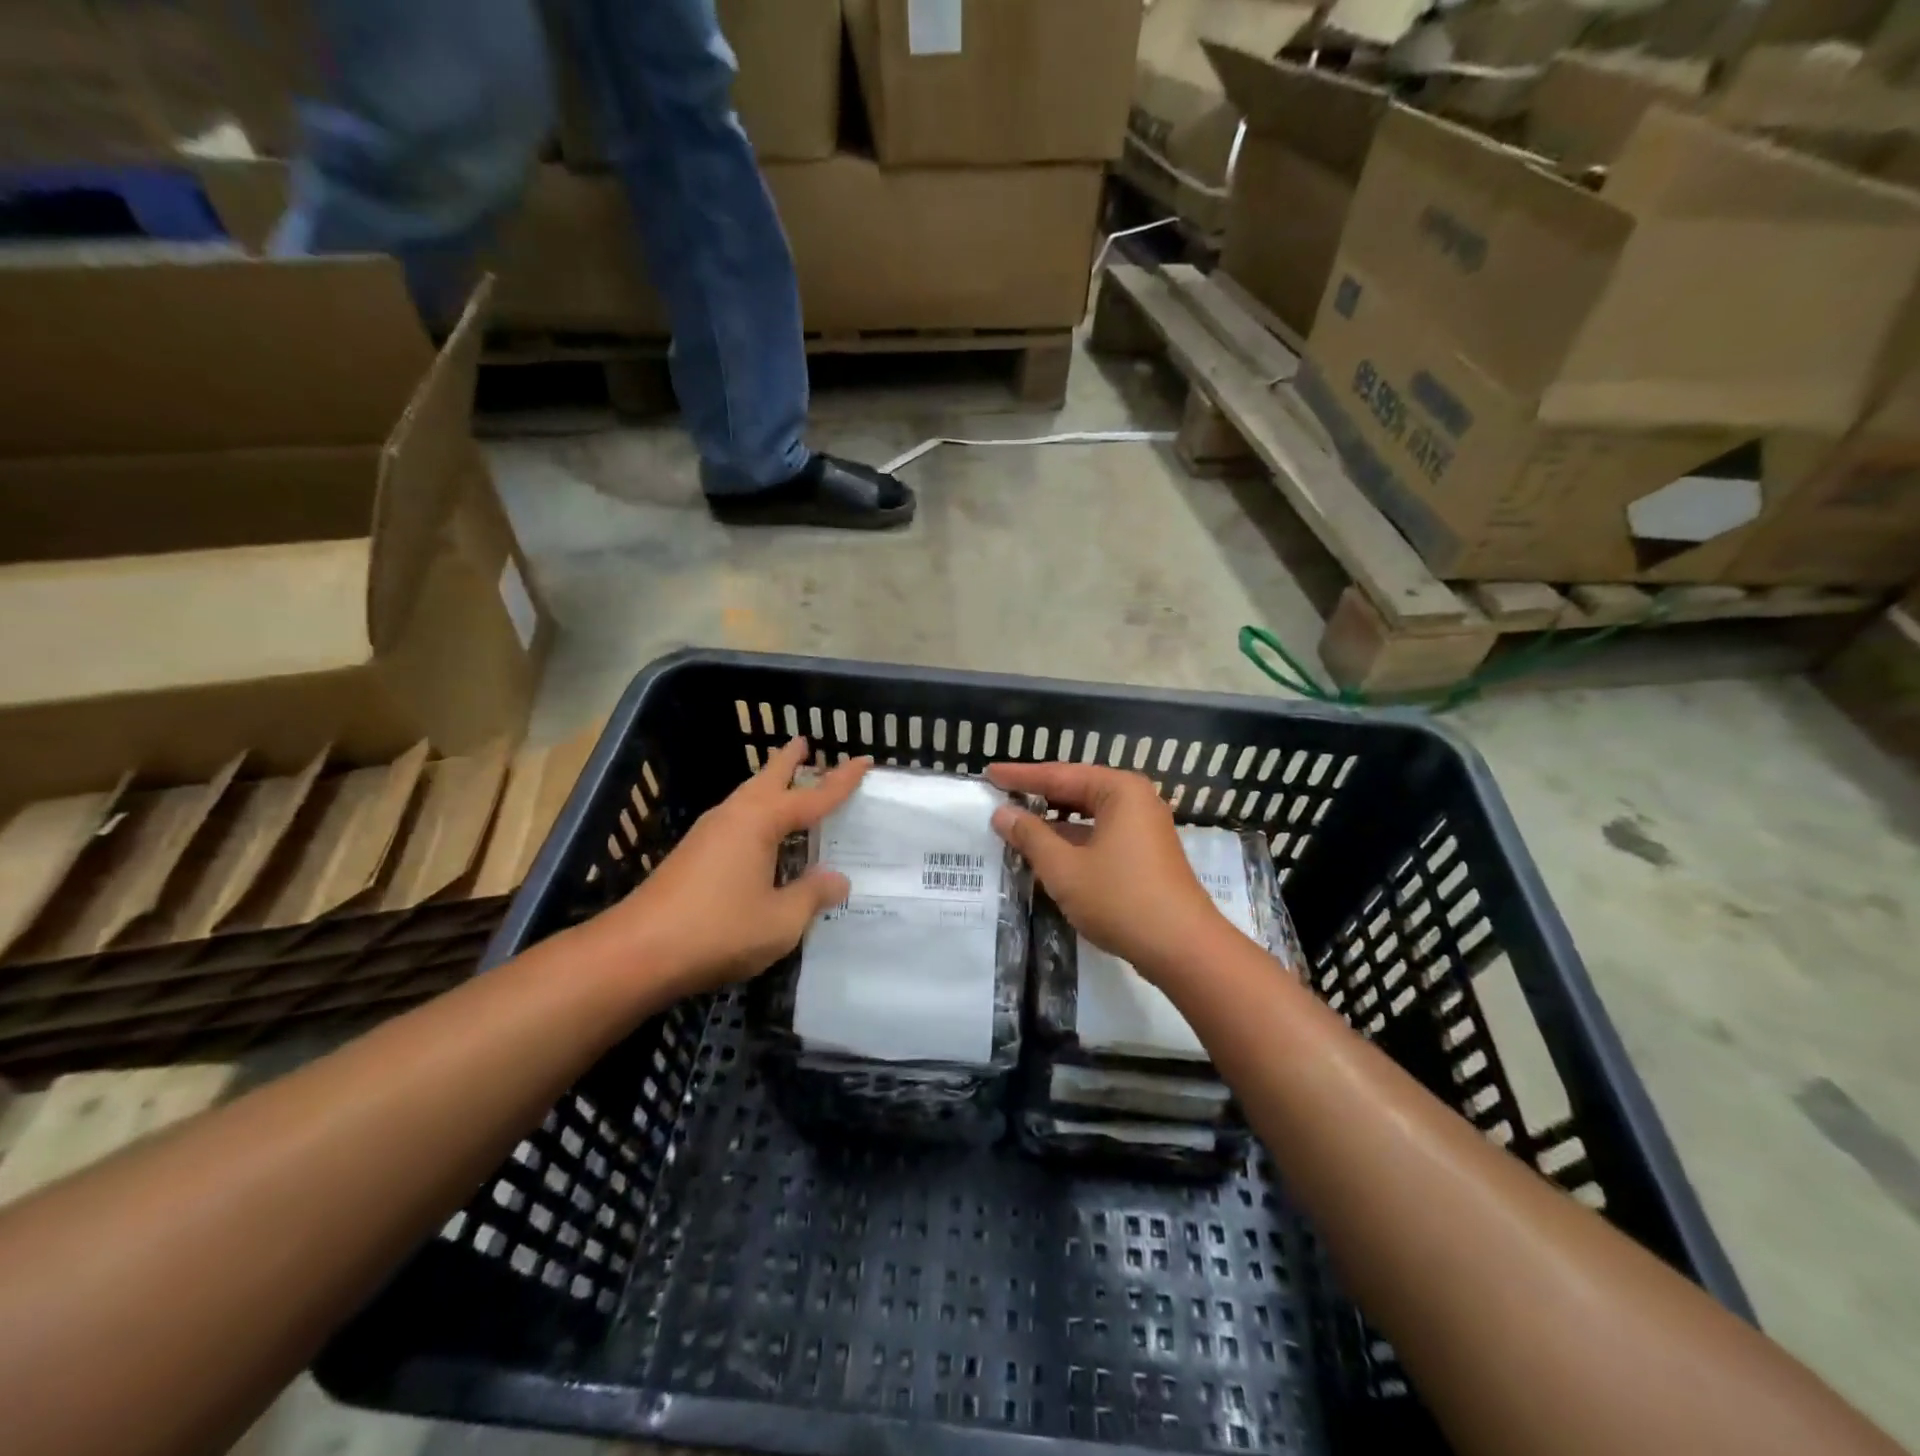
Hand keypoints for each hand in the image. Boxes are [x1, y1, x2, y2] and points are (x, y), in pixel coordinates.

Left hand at [607, 738, 869, 994]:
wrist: (636, 953)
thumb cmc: (717, 931)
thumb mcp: (780, 920)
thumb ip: (812, 896)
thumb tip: (838, 879)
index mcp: (759, 822)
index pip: (812, 796)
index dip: (841, 780)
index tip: (864, 759)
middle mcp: (733, 817)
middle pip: (768, 779)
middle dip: (790, 761)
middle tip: (806, 743)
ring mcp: (707, 834)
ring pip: (748, 798)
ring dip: (770, 785)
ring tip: (788, 782)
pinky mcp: (691, 856)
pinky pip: (736, 820)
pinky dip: (757, 814)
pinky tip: (760, 836)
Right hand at [985, 761, 1225, 978]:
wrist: (1182, 947)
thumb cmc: (1120, 899)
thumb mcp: (1064, 868)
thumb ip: (1030, 836)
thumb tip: (1002, 814)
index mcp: (1119, 791)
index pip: (1059, 775)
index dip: (1021, 777)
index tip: (989, 773)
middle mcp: (1135, 801)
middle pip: (1076, 790)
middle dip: (1038, 796)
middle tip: (1000, 795)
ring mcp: (1144, 828)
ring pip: (1088, 816)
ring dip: (1054, 823)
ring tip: (1017, 825)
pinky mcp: (1146, 855)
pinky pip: (1100, 835)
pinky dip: (1073, 841)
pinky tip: (1048, 854)